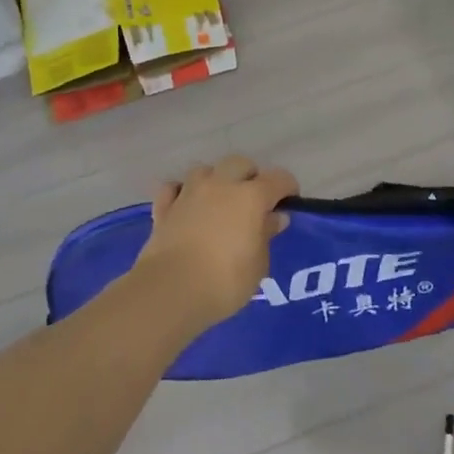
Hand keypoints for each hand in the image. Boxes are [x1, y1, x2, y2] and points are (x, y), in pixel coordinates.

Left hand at [135, 155, 296, 333]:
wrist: (170, 290)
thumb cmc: (225, 281)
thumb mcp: (258, 265)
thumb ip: (266, 235)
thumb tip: (273, 218)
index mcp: (250, 197)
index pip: (278, 178)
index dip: (287, 187)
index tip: (289, 202)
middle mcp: (220, 185)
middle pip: (240, 163)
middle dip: (250, 176)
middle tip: (253, 201)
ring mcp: (189, 193)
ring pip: (205, 170)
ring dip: (215, 180)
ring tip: (218, 201)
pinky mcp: (164, 208)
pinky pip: (173, 188)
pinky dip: (181, 193)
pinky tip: (185, 206)